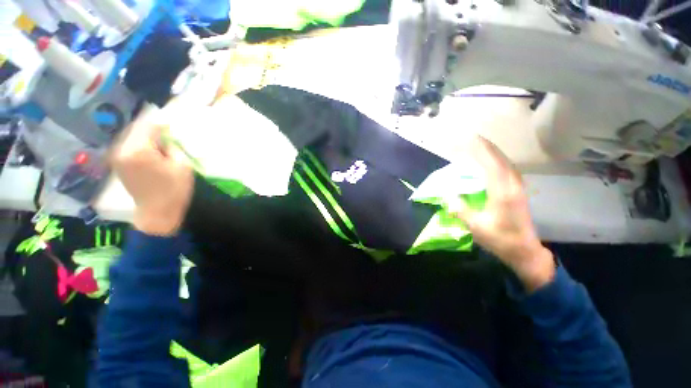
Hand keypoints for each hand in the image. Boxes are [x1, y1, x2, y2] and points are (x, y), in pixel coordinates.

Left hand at [112, 103, 193, 235]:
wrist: (157, 213)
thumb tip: (166, 135)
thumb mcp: (182, 165)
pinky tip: (152, 151)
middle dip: (153, 127)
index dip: (162, 122)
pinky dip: (140, 143)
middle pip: (137, 128)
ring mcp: (117, 156)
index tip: (173, 123)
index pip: (148, 124)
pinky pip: (128, 145)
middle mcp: (122, 149)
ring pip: (132, 135)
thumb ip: (172, 145)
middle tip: (168, 132)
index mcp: (138, 149)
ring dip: (146, 135)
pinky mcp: (118, 163)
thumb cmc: (174, 190)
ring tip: (162, 141)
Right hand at [453, 136, 554, 291]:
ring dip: (492, 153)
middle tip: (471, 138)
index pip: (491, 164)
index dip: (480, 150)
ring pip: (506, 163)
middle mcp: (512, 186)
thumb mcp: (476, 227)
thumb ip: (461, 209)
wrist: (524, 251)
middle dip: (486, 147)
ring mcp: (518, 188)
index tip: (468, 139)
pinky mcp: (518, 192)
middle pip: (500, 160)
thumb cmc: (500, 239)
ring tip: (479, 146)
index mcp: (502, 193)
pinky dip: (497, 161)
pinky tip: (490, 162)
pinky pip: (507, 170)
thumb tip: (447, 195)